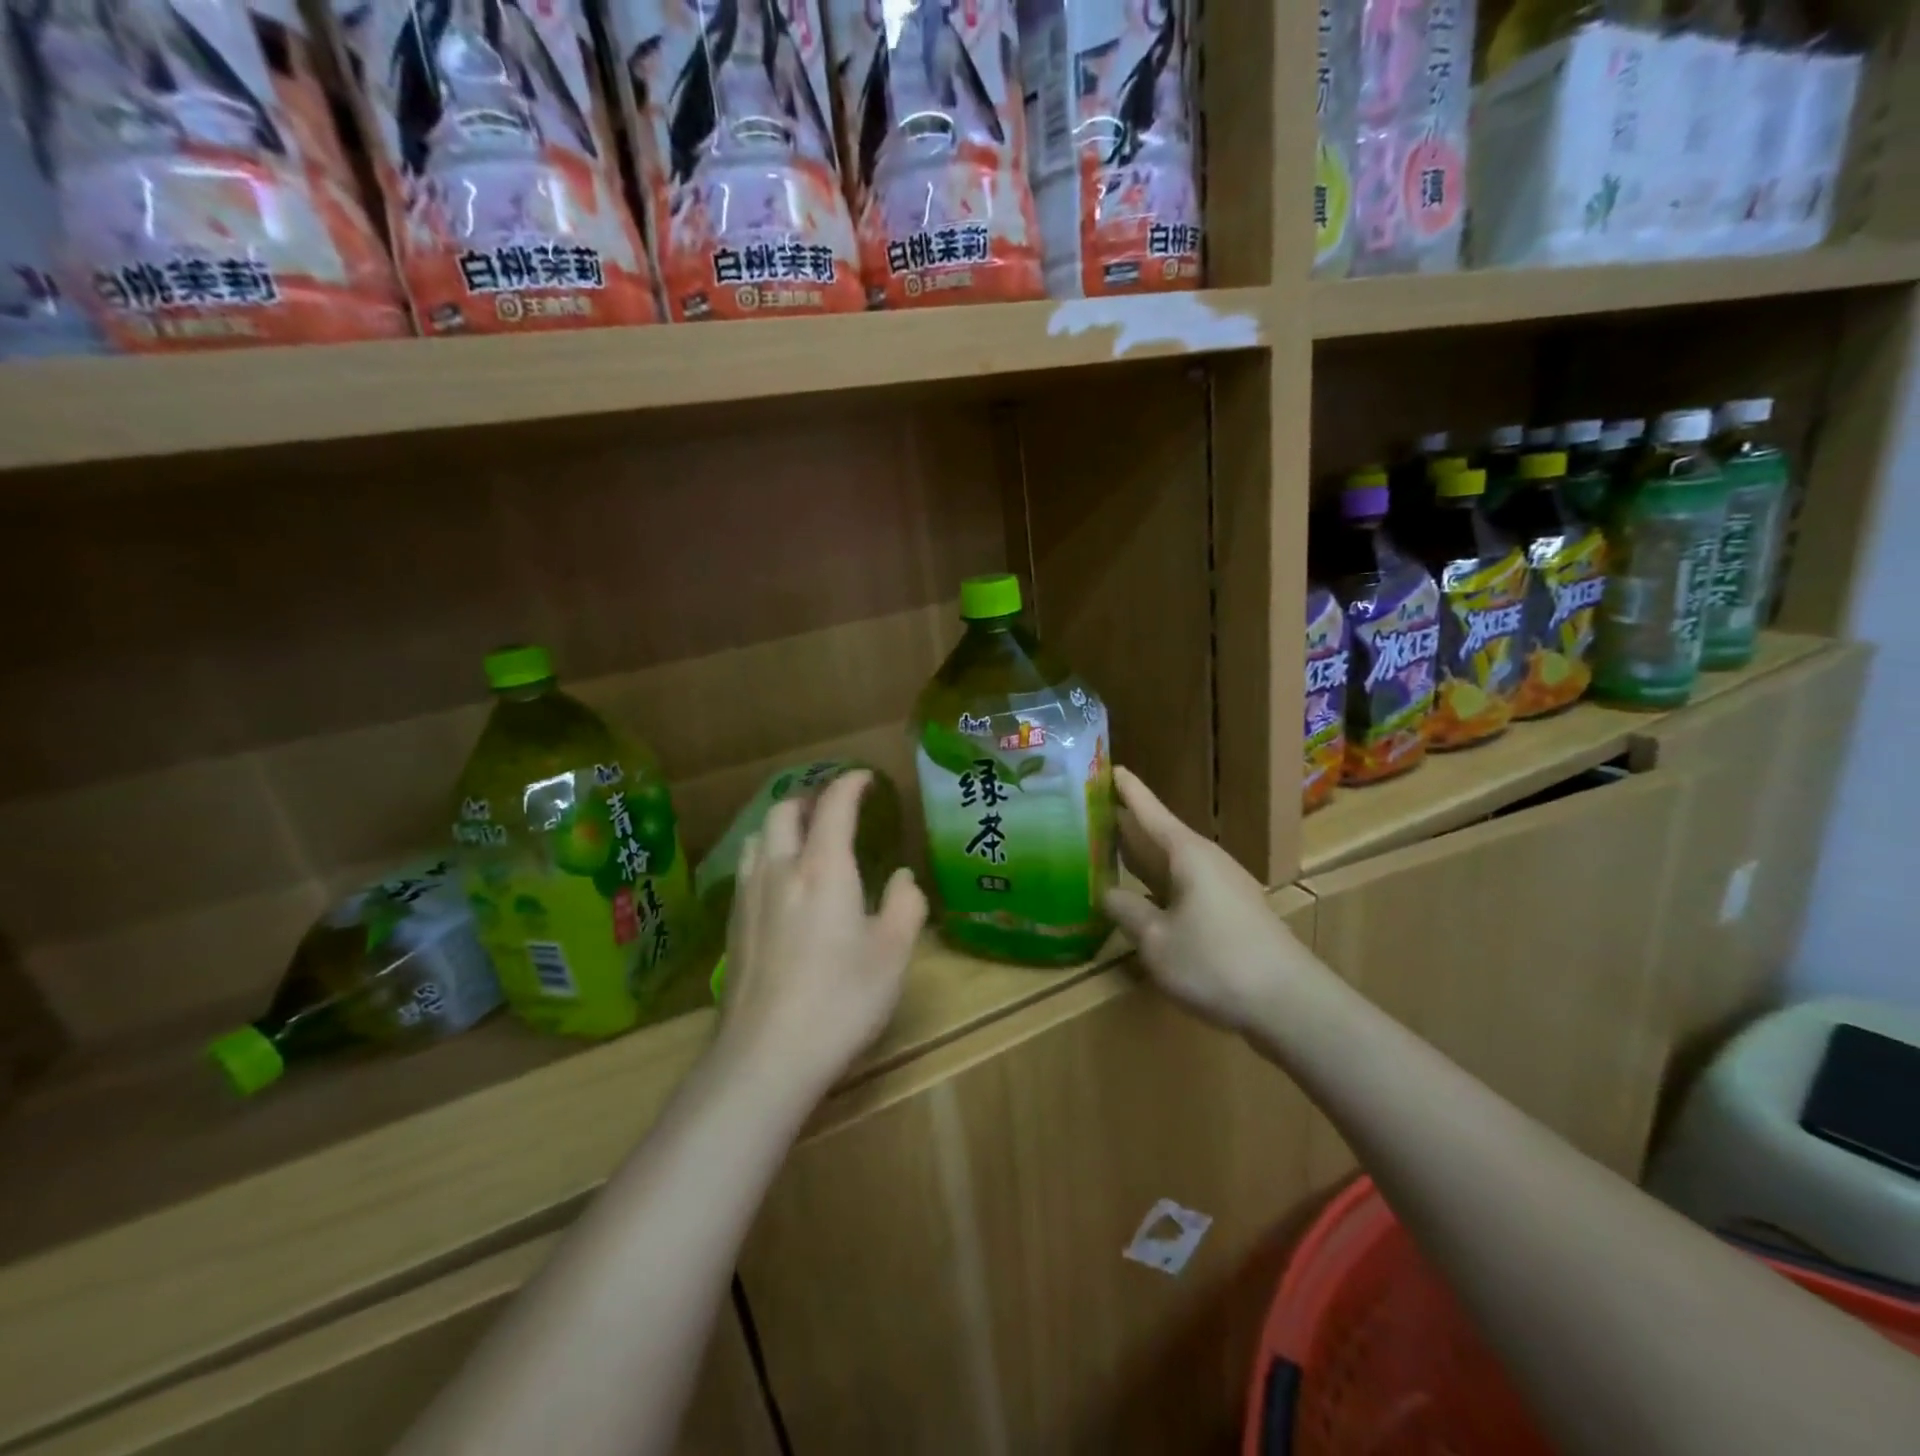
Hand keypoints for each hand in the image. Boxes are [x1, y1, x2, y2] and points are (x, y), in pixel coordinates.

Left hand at [717, 770, 926, 1096]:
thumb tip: (901, 877)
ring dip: (782, 823)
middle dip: (810, 798)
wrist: (767, 1054)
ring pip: (758, 836)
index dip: (850, 784)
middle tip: (834, 807)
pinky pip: (747, 868)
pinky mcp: (733, 924)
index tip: (865, 779)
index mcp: (823, 868)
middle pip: (784, 810)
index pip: (833, 806)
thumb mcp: (892, 952)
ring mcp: (749, 896)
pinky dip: (767, 854)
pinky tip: (780, 882)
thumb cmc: (841, 999)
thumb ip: (904, 904)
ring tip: (803, 837)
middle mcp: (780, 869)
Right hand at [1102, 765, 1318, 1033]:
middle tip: (1090, 813)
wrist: (1291, 1006)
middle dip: (1128, 825)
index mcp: (1188, 855)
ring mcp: (1224, 888)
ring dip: (1142, 858)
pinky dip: (1159, 885)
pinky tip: (1143, 900)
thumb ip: (1127, 912)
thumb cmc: (1216, 963)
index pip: (1150, 812)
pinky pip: (1185, 887)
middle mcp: (1207, 862)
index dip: (1127, 791)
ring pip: (1173, 864)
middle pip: (1160, 835)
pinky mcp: (1232, 915)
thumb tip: (1107, 893)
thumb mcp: (1157, 941)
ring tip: (1107, 852)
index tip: (1109, 767)